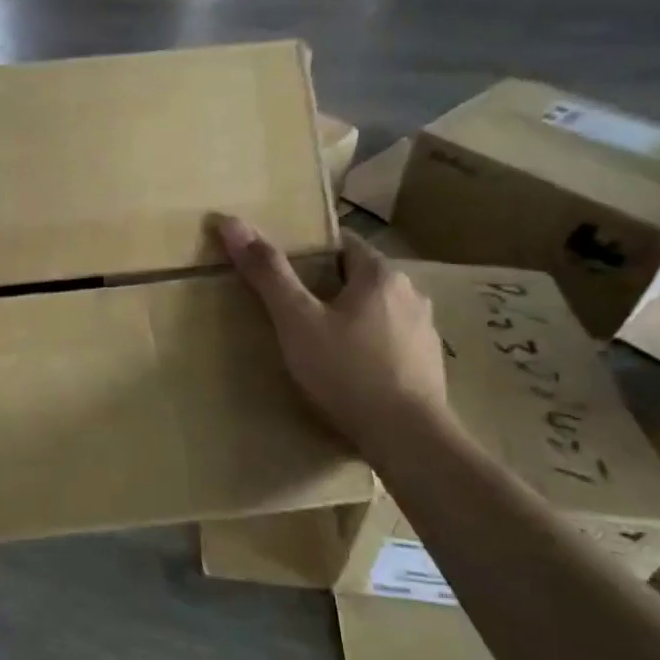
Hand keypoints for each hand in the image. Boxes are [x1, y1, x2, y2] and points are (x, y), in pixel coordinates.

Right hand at [215, 217, 450, 455]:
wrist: (406, 437)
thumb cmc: (346, 370)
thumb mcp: (296, 320)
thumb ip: (267, 273)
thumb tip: (231, 222)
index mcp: (381, 275)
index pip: (344, 244)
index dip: (312, 252)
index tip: (284, 271)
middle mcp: (411, 295)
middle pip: (360, 278)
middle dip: (328, 288)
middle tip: (291, 309)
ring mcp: (425, 332)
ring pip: (377, 311)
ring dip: (351, 318)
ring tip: (317, 342)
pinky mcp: (428, 365)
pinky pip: (390, 342)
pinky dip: (368, 347)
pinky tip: (348, 371)